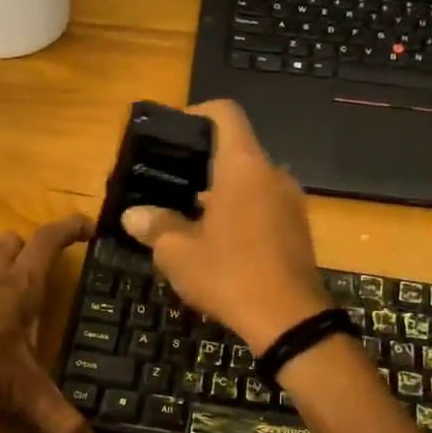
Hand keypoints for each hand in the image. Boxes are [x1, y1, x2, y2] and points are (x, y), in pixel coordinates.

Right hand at [120, 100, 330, 352]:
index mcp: (244, 167)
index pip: (225, 114)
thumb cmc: (230, 275)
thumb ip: (155, 226)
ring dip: (220, 191)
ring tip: (187, 214)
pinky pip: (264, 205)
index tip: (173, 132)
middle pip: (236, 149)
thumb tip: (133, 215)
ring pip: (250, 181)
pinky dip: (240, 211)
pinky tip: (218, 241)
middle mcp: (273, 174)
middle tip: (169, 181)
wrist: (290, 320)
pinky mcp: (298, 229)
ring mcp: (291, 202)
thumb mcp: (179, 253)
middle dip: (202, 162)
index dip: (197, 112)